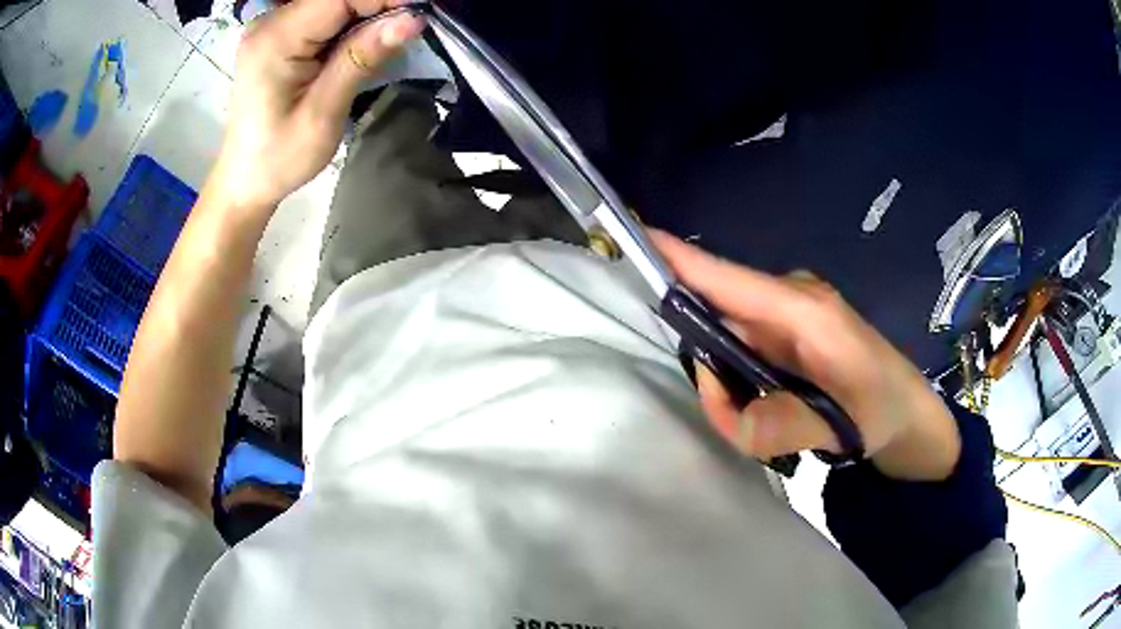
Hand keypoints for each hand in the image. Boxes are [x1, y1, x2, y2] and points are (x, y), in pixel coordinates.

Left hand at [210, 0, 424, 210]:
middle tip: (412, 26)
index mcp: (276, 39)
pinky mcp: (278, 35)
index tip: (422, 13)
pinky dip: (351, 21)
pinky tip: (365, 40)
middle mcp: (270, 23)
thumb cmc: (279, 157)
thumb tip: (411, 19)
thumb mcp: (323, 113)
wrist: (245, 179)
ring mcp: (272, 27)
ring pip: (332, 3)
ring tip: (392, 36)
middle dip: (379, 5)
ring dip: (368, 13)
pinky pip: (323, 14)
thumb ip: (361, 58)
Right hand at [652, 231, 960, 479]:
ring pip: (725, 345)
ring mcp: (786, 323)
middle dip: (708, 371)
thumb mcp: (847, 426)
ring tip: (766, 429)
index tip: (630, 236)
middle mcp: (788, 305)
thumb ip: (789, 423)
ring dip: (727, 389)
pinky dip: (739, 389)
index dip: (678, 258)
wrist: (913, 423)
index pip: (727, 277)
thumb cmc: (888, 413)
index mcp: (804, 309)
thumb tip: (736, 418)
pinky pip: (740, 358)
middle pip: (715, 320)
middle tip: (734, 421)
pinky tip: (766, 415)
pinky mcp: (786, 342)